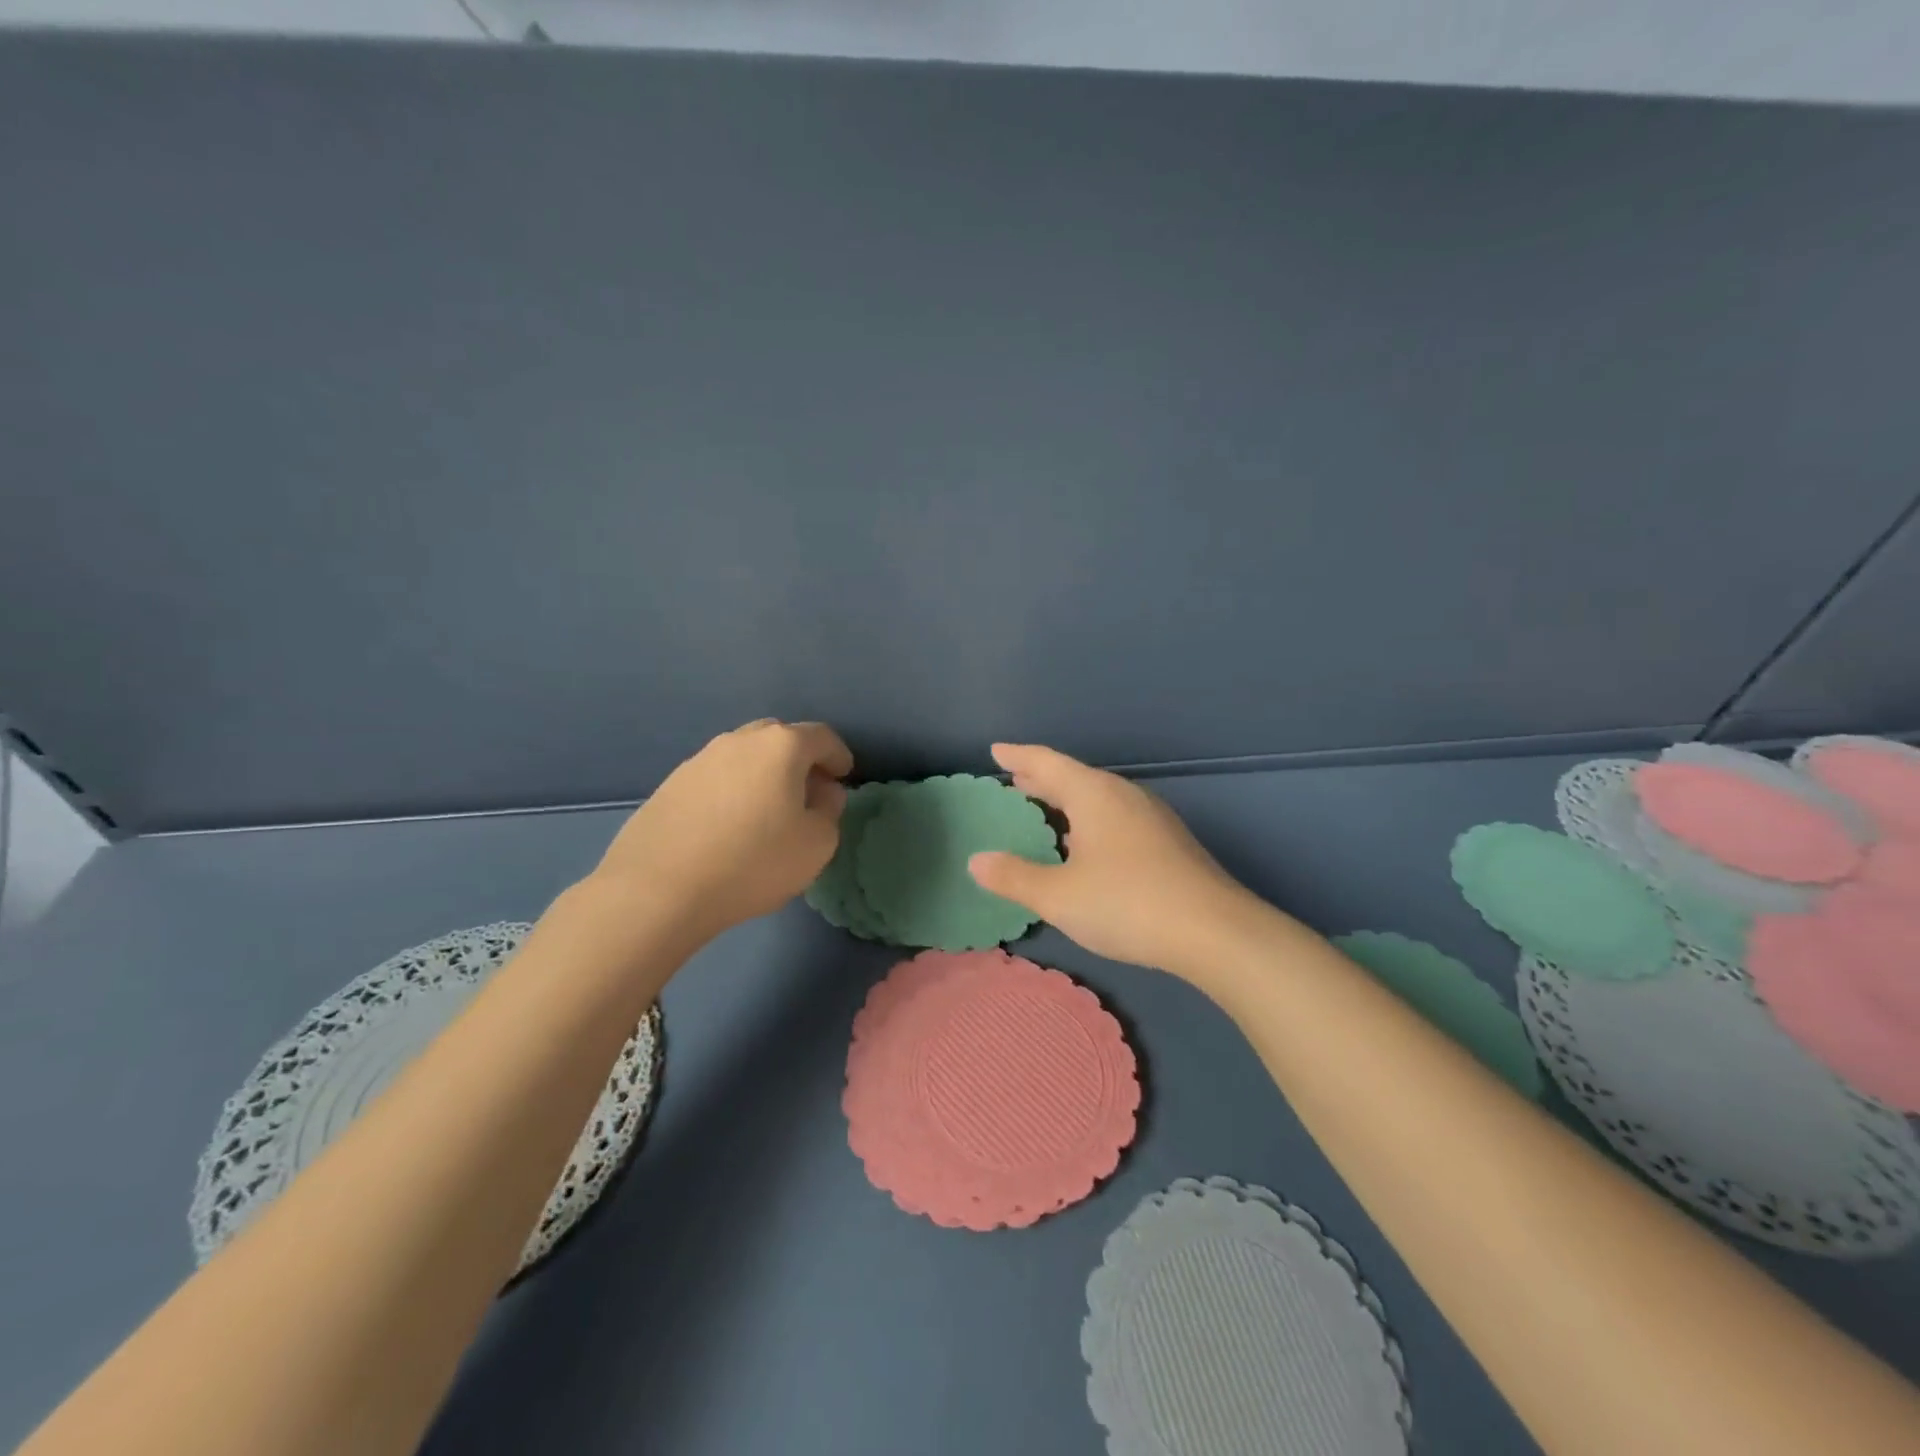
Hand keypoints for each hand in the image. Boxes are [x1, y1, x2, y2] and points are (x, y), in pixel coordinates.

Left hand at [587, 719, 852, 942]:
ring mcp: (700, 759)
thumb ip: (830, 811)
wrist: (659, 888)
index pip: (822, 737)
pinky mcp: (671, 783)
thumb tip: (823, 792)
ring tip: (768, 811)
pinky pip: (716, 777)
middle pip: (780, 738)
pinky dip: (733, 790)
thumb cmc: (753, 862)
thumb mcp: (816, 844)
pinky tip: (730, 825)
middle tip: (808, 793)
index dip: (839, 756)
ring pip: (745, 756)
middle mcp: (740, 740)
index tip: (844, 777)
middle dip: (800, 760)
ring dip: (764, 774)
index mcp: (781, 746)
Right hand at [967, 742, 1260, 977]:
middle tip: (1014, 778)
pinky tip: (1085, 844)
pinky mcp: (1167, 841)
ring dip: (1067, 800)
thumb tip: (976, 861)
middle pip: (1074, 777)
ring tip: (1044, 808)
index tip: (996, 750)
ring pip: (1097, 797)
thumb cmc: (1127, 903)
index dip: (1018, 756)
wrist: (1214, 932)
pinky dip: (1088, 819)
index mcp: (1094, 794)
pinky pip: (1114, 816)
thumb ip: (1015, 876)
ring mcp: (1150, 817)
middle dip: (1041, 777)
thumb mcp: (1059, 895)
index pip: (1047, 763)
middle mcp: (1123, 795)